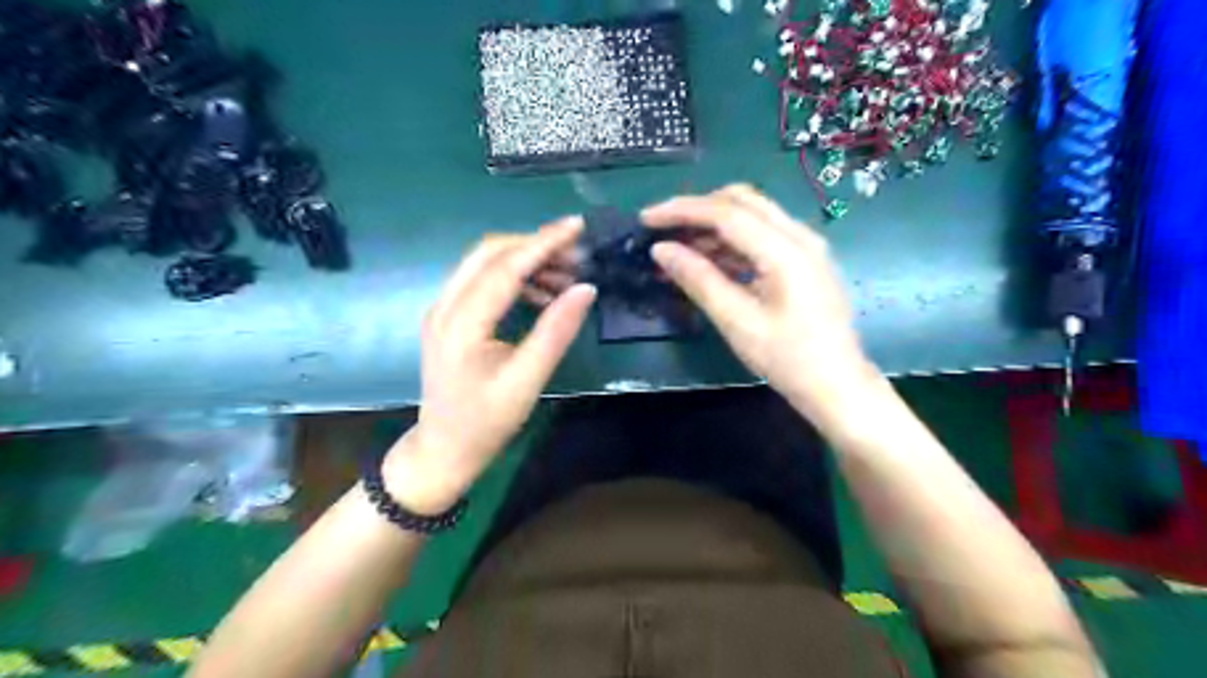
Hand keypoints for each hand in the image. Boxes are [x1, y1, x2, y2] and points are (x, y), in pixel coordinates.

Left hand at [384, 221, 596, 510]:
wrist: (443, 450)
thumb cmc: (486, 422)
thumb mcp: (527, 381)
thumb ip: (556, 332)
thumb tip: (587, 288)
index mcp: (461, 324)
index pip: (505, 268)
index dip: (542, 243)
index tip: (577, 225)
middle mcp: (445, 306)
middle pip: (488, 253)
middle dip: (534, 245)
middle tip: (577, 254)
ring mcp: (442, 310)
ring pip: (484, 263)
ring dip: (525, 261)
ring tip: (567, 277)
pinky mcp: (448, 317)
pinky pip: (481, 281)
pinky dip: (514, 279)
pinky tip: (543, 295)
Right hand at [641, 182, 878, 428]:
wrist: (838, 386)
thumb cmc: (788, 360)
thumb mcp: (737, 322)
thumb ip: (699, 280)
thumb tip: (661, 251)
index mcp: (785, 251)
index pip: (726, 213)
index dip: (682, 210)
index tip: (646, 219)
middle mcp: (800, 236)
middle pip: (742, 201)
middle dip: (698, 209)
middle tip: (664, 229)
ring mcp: (807, 246)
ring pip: (753, 215)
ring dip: (713, 225)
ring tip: (679, 250)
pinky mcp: (805, 260)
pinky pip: (763, 235)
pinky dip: (732, 241)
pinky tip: (709, 262)